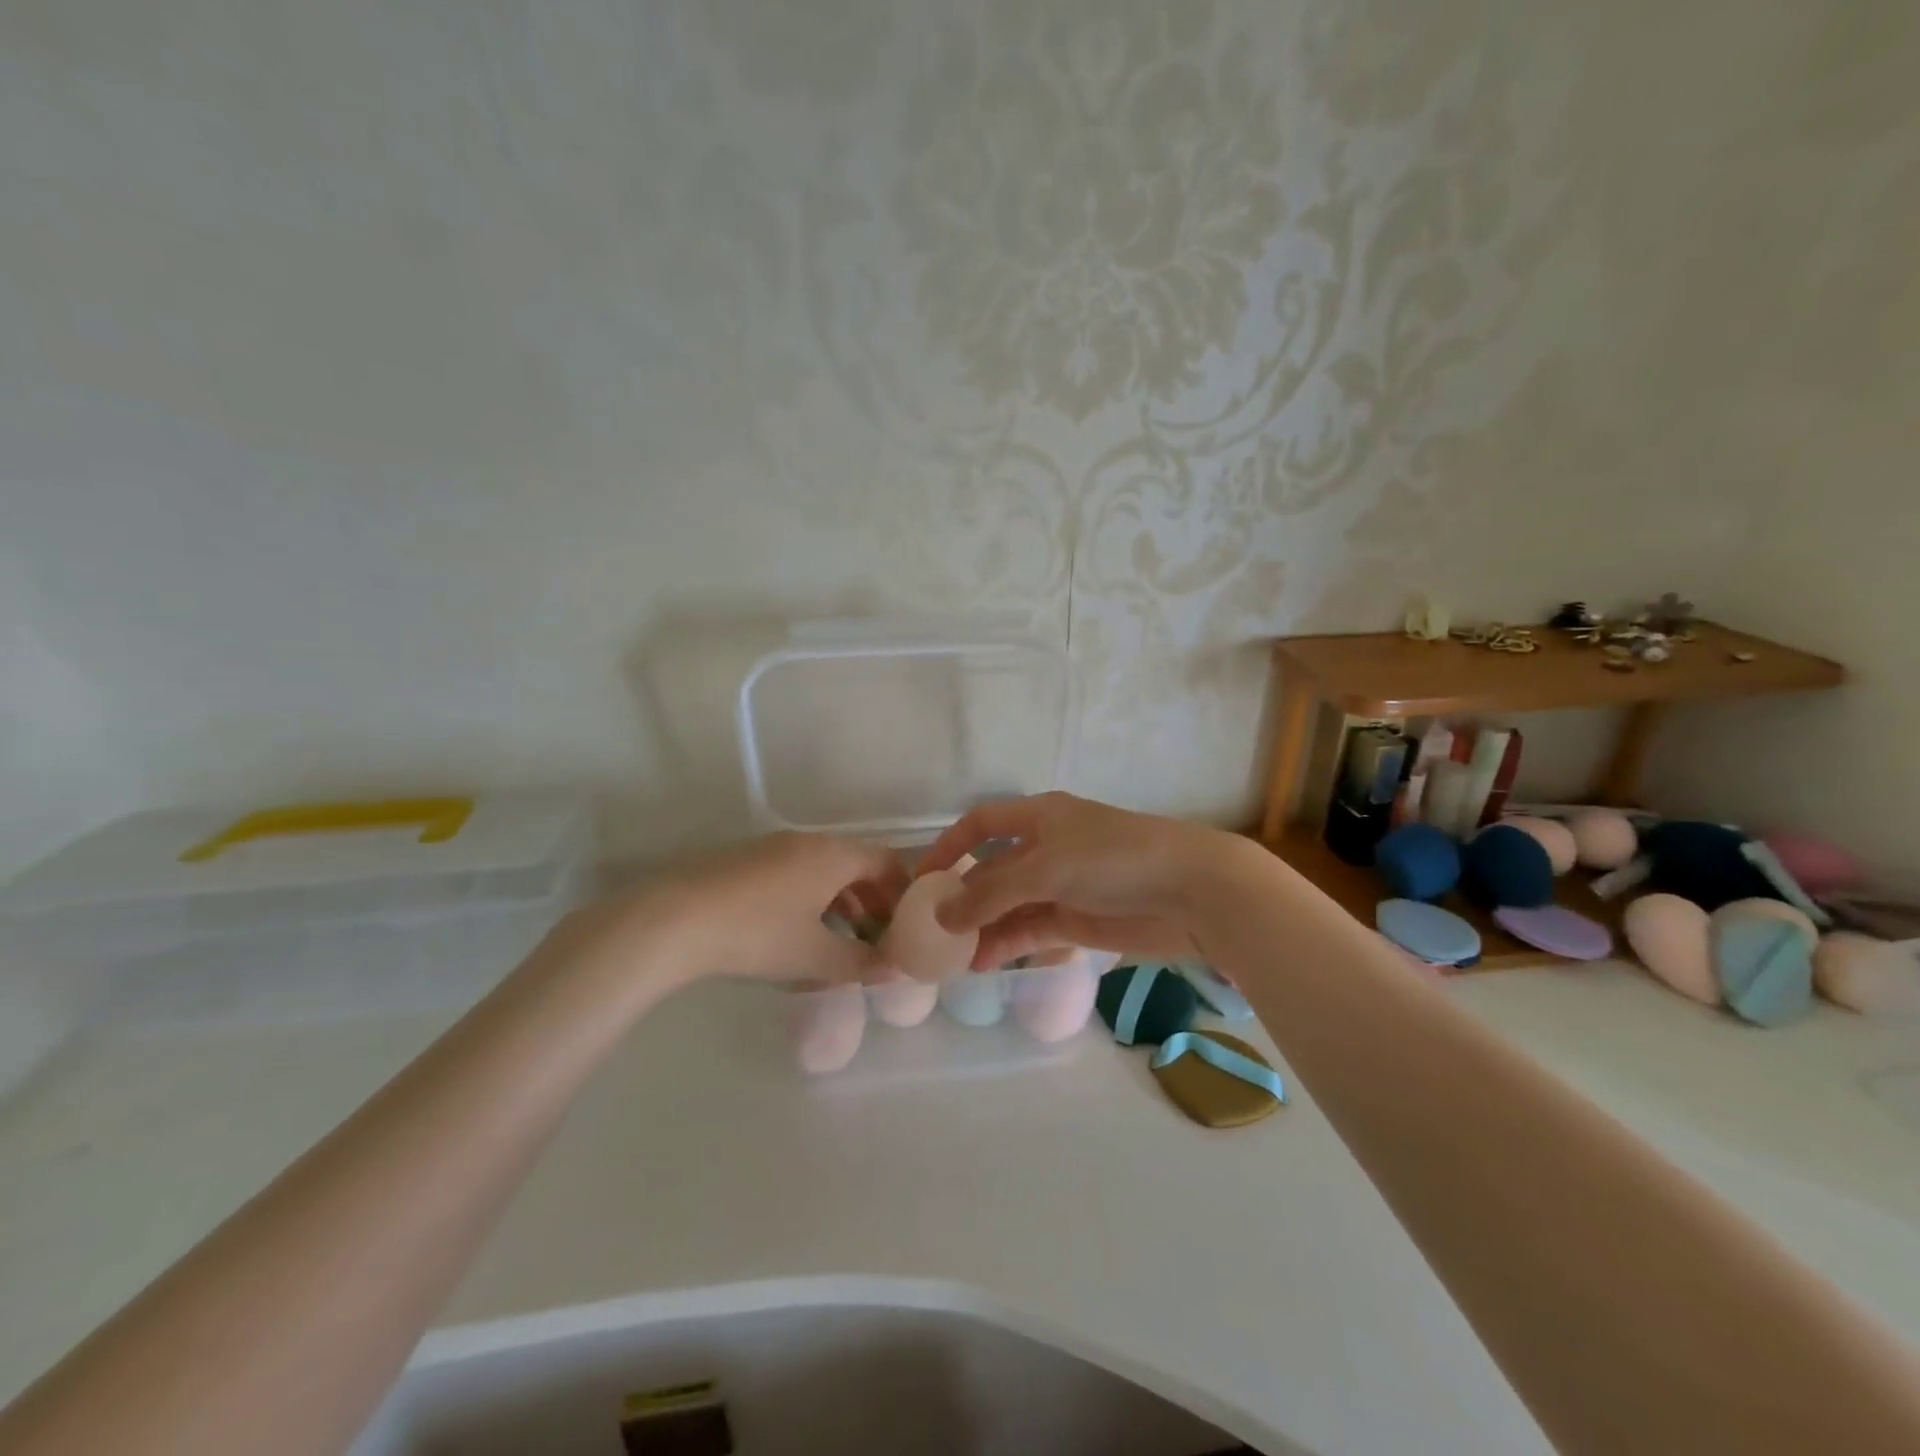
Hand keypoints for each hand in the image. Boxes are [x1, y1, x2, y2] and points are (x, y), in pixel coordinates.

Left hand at [558, 832, 909, 991]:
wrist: (675, 919)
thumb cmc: (759, 934)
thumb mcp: (816, 957)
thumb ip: (862, 963)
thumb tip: (896, 969)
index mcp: (834, 856)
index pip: (886, 862)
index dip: (902, 893)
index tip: (906, 926)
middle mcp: (809, 842)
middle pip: (855, 863)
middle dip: (872, 900)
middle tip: (876, 937)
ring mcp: (774, 847)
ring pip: (823, 869)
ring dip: (840, 900)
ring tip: (839, 938)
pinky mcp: (746, 860)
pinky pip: (795, 872)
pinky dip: (810, 897)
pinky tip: (796, 931)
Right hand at [916, 792, 1242, 969]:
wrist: (1193, 890)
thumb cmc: (1114, 860)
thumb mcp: (1046, 868)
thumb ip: (992, 894)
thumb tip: (942, 917)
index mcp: (1039, 818)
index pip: (981, 824)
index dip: (949, 847)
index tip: (922, 880)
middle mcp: (1047, 847)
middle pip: (993, 870)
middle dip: (964, 898)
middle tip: (933, 932)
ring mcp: (1064, 885)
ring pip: (1011, 906)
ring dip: (983, 928)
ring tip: (954, 959)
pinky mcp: (1081, 919)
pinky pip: (1034, 930)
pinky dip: (1010, 944)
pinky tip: (987, 964)